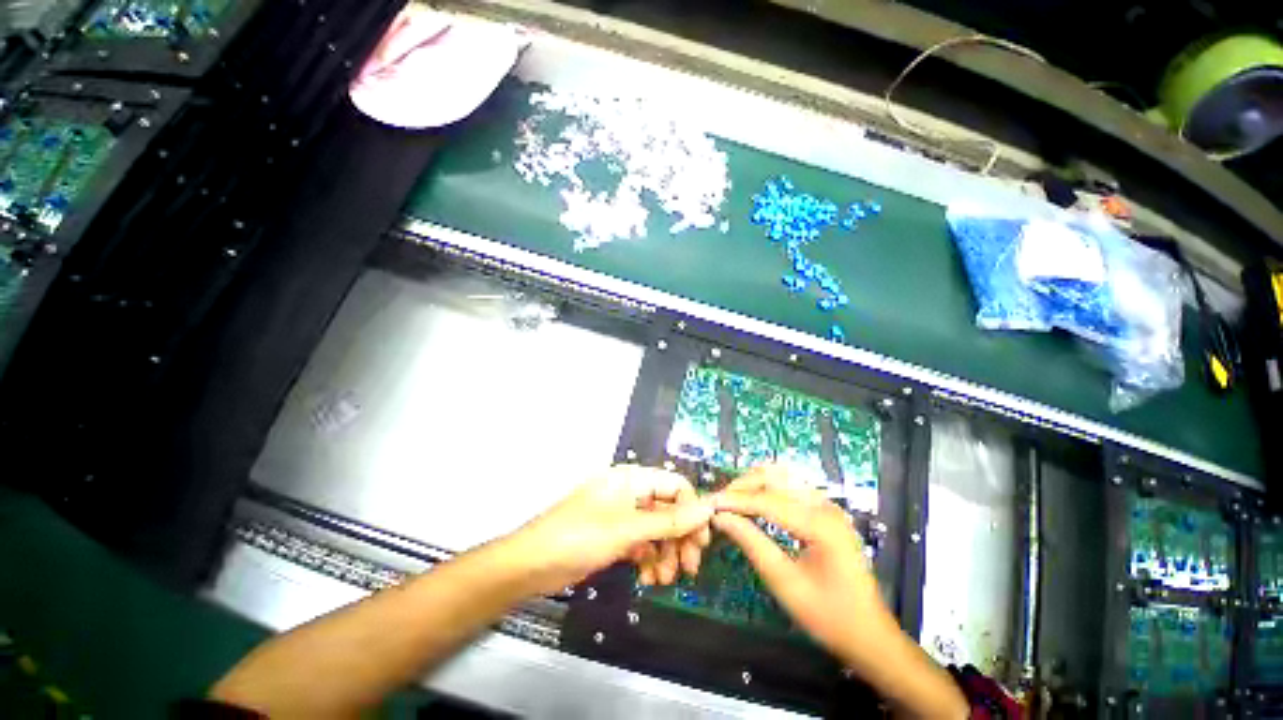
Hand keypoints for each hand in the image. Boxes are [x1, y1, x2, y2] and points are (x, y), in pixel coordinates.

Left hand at [509, 465, 712, 594]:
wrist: (531, 565)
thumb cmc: (579, 537)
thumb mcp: (627, 530)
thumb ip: (669, 521)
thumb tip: (707, 509)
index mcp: (632, 478)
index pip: (675, 486)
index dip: (692, 510)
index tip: (702, 542)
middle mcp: (630, 492)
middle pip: (668, 509)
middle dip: (680, 537)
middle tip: (688, 568)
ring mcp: (621, 515)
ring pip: (656, 529)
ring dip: (665, 552)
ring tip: (664, 579)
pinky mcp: (614, 535)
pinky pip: (642, 542)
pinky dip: (649, 558)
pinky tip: (648, 576)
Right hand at [711, 465, 885, 663]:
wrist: (870, 635)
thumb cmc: (829, 617)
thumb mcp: (786, 584)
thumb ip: (752, 544)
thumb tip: (721, 518)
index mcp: (821, 524)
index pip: (767, 500)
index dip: (735, 501)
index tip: (709, 504)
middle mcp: (825, 505)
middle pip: (774, 477)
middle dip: (743, 486)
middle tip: (719, 503)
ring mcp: (827, 504)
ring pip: (781, 477)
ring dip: (753, 484)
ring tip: (731, 501)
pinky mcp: (824, 510)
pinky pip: (789, 487)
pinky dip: (766, 489)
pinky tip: (752, 503)